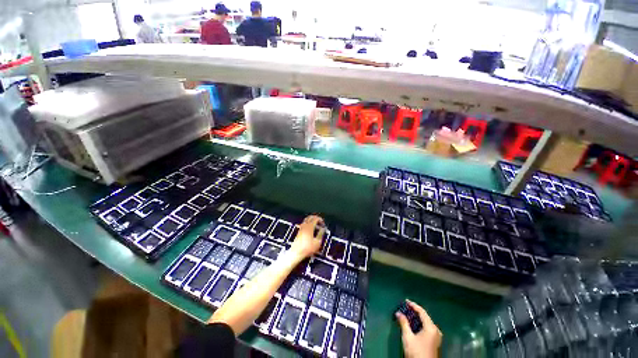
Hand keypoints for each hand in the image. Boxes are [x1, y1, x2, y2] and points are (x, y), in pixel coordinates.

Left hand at [289, 215, 324, 259]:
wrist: (296, 253)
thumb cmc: (307, 248)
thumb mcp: (317, 242)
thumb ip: (321, 233)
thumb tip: (323, 229)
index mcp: (310, 226)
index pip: (315, 218)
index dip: (320, 219)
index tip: (323, 223)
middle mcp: (305, 225)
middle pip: (310, 217)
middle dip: (316, 218)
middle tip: (320, 222)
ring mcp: (301, 228)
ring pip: (306, 219)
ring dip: (311, 220)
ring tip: (316, 225)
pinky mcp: (299, 231)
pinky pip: (304, 223)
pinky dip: (308, 223)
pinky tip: (310, 229)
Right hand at [396, 300, 441, 357]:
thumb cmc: (416, 352)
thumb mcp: (408, 337)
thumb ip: (404, 323)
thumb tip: (398, 313)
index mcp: (431, 327)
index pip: (422, 311)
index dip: (413, 305)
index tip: (405, 301)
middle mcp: (436, 330)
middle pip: (425, 317)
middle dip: (415, 312)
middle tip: (405, 308)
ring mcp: (437, 337)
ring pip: (426, 323)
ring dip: (417, 319)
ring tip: (408, 316)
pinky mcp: (435, 342)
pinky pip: (427, 329)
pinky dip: (420, 325)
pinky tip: (413, 326)